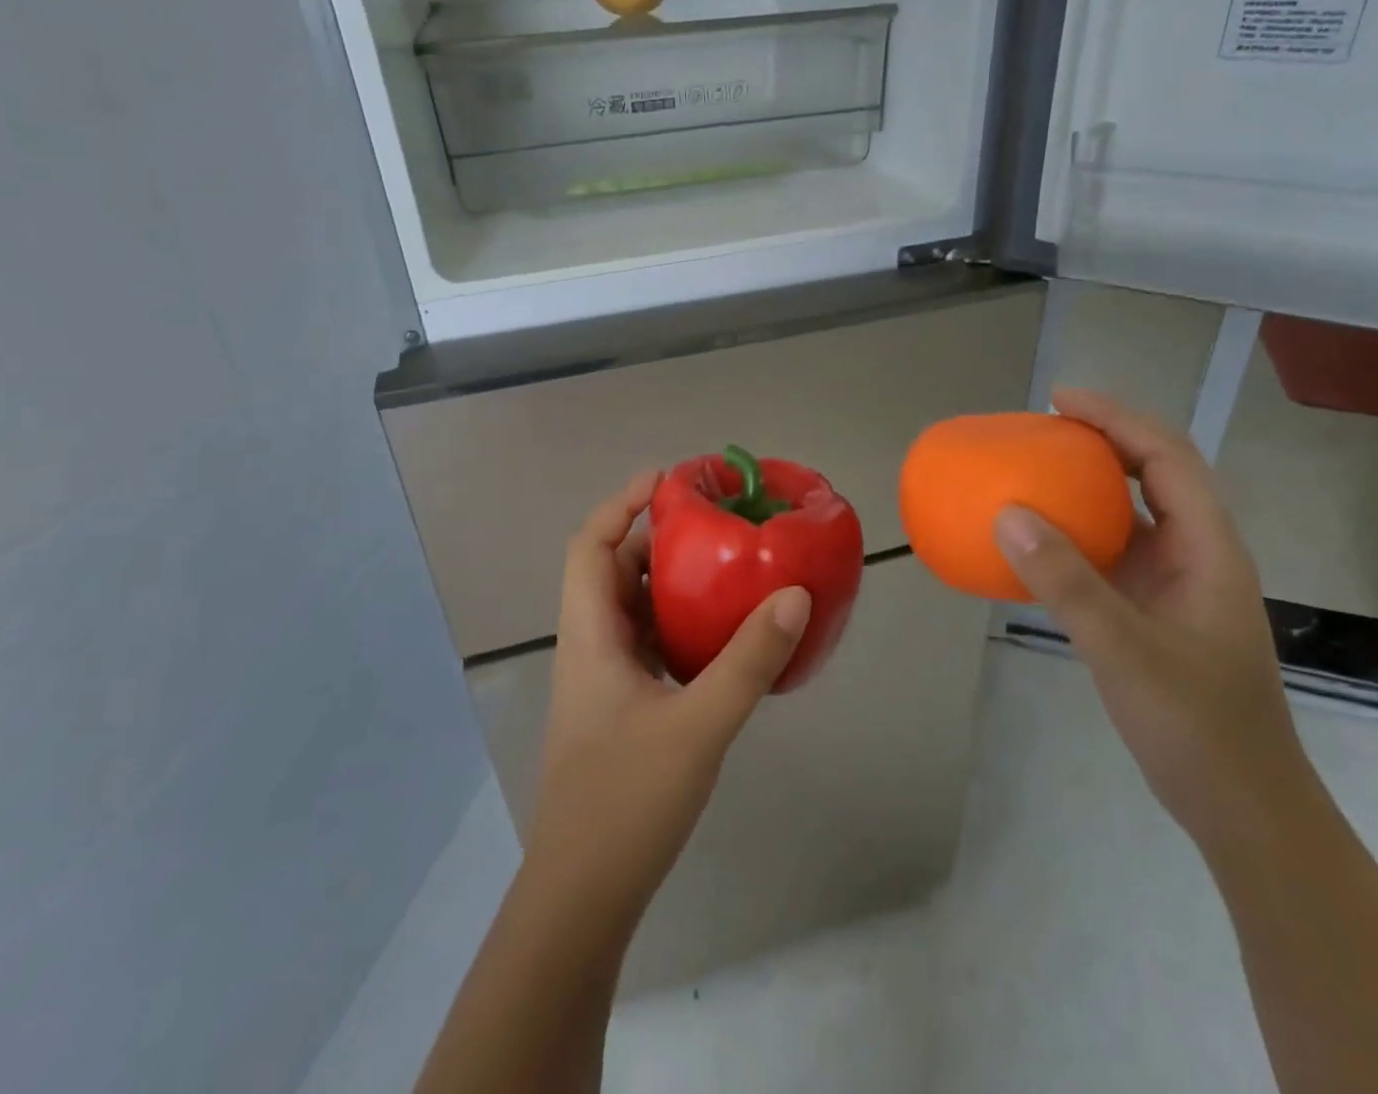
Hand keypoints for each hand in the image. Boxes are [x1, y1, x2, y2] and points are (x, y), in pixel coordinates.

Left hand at [527, 471, 812, 920]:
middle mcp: (591, 647)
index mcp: (590, 636)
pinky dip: (680, 625)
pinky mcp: (622, 708)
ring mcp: (604, 680)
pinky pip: (650, 644)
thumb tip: (794, 594)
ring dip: (671, 582)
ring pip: (633, 609)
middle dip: (658, 538)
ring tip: (726, 566)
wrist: (583, 897)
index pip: (590, 545)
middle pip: (614, 570)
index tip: (670, 481)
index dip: (622, 503)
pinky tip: (722, 635)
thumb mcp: (698, 725)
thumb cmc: (626, 801)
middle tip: (714, 521)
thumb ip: (748, 661)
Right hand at [992, 389, 1317, 851]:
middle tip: (1041, 425)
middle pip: (1156, 471)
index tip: (1059, 400)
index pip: (1167, 457)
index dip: (1116, 418)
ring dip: (1090, 480)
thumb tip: (1006, 514)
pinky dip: (1078, 528)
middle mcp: (1198, 553)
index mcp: (1209, 548)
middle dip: (1103, 437)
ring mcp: (1178, 582)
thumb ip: (1067, 583)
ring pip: (1135, 509)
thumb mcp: (1126, 651)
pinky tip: (1040, 538)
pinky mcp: (1156, 608)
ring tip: (1036, 465)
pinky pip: (1113, 549)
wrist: (1243, 807)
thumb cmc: (1198, 727)